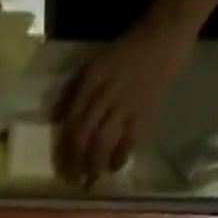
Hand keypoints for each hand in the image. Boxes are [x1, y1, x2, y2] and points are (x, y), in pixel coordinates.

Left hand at [53, 26, 184, 183]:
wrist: (163, 38)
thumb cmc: (123, 55)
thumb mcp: (92, 64)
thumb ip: (72, 91)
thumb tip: (55, 121)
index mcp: (92, 78)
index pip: (72, 120)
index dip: (65, 148)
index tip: (61, 166)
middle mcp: (107, 91)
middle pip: (84, 134)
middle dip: (75, 161)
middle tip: (72, 180)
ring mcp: (127, 104)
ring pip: (103, 142)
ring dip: (93, 165)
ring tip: (89, 179)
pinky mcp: (145, 113)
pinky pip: (128, 144)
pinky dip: (118, 159)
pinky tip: (112, 168)